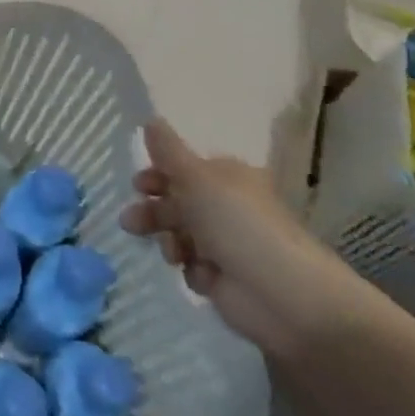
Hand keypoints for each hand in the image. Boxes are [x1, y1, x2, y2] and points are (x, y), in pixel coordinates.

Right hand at [121, 120, 382, 360]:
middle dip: (153, 211)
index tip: (138, 185)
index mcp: (227, 178)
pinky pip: (191, 266)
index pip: (184, 169)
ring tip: (172, 254)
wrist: (283, 295)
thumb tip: (151, 119)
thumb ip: (168, 151)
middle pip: (176, 202)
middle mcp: (226, 207)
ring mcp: (225, 244)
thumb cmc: (239, 225)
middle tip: (131, 222)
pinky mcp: (223, 278)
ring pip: (178, 234)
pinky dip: (191, 269)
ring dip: (168, 240)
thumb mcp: (197, 178)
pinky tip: (201, 275)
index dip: (158, 174)